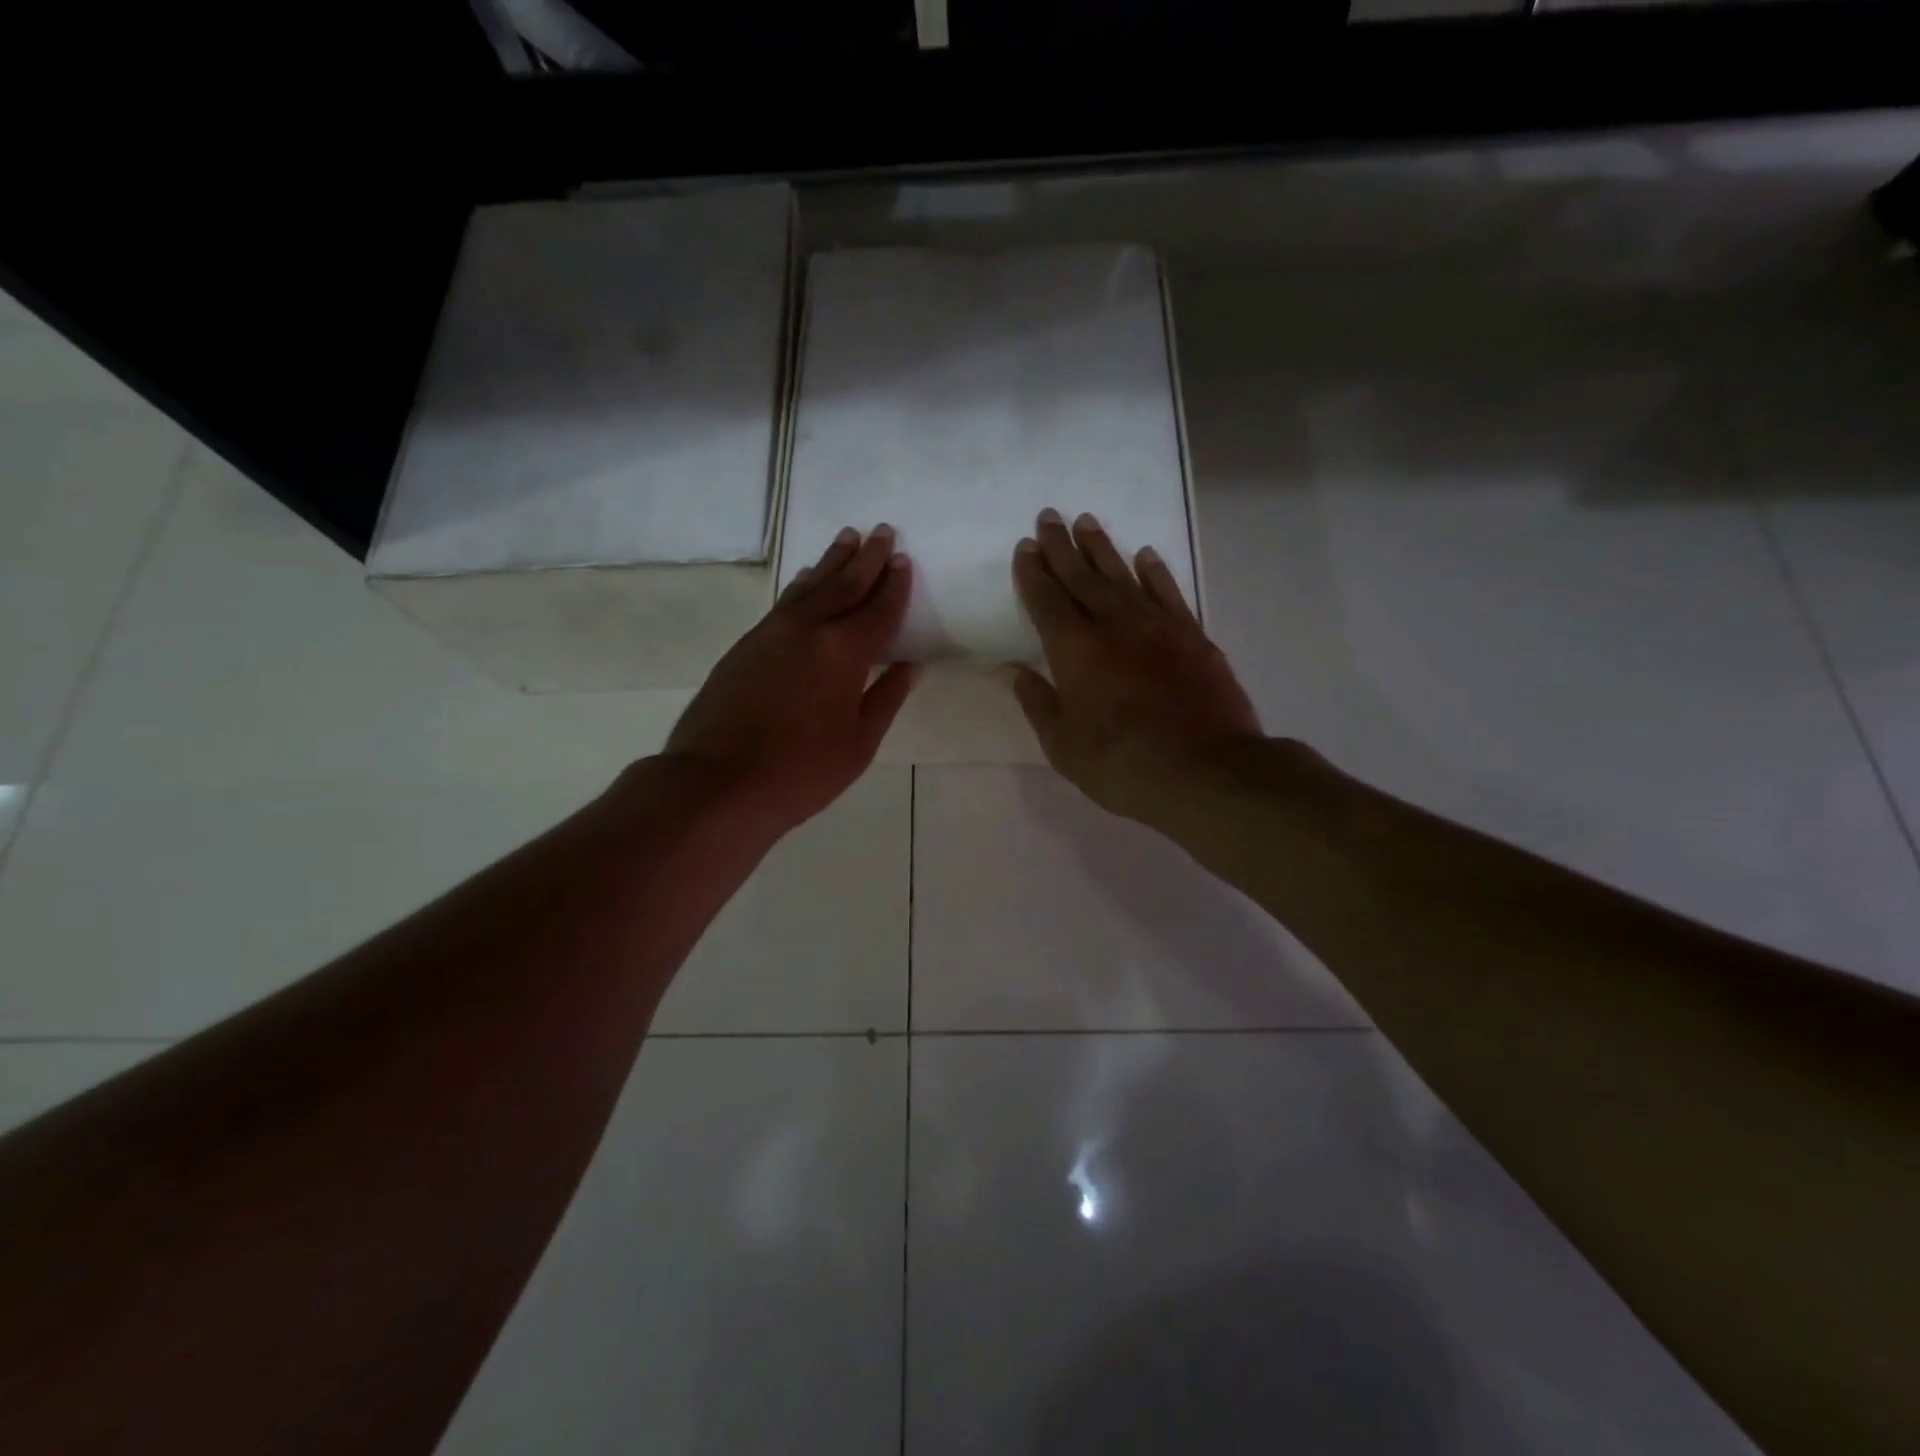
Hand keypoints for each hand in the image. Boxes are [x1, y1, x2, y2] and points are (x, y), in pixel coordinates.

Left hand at [663, 525, 919, 836]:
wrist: (717, 782)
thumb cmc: (801, 771)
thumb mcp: (858, 744)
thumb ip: (885, 698)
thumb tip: (909, 667)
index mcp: (844, 652)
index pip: (878, 610)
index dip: (894, 586)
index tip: (903, 559)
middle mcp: (809, 630)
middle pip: (844, 585)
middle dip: (866, 558)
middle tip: (881, 531)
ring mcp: (772, 633)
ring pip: (810, 587)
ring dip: (831, 562)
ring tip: (847, 539)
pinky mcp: (746, 645)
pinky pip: (785, 603)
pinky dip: (802, 586)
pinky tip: (806, 580)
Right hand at [1010, 508, 1261, 823]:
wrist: (1207, 772)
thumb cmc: (1123, 765)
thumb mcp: (1064, 746)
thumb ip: (1039, 703)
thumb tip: (1015, 671)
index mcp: (1075, 650)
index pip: (1046, 601)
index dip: (1033, 573)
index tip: (1025, 547)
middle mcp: (1114, 625)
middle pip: (1081, 576)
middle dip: (1061, 546)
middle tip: (1049, 516)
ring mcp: (1157, 626)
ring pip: (1123, 575)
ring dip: (1102, 548)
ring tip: (1087, 522)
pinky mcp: (1192, 635)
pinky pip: (1168, 591)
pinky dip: (1154, 571)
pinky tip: (1145, 555)